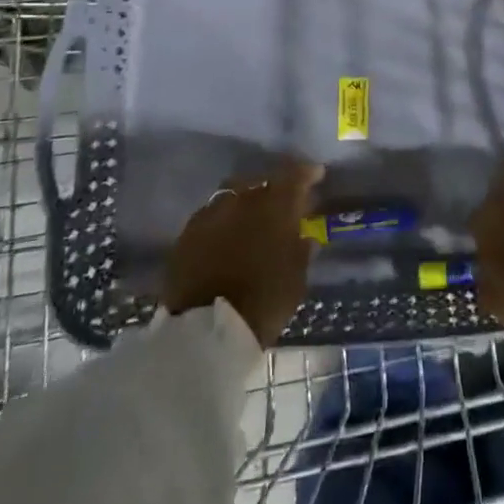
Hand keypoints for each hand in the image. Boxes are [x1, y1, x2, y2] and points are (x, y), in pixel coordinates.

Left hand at [163, 161, 322, 347]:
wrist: (207, 330)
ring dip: (245, 204)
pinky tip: (225, 237)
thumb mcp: (297, 276)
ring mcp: (211, 213)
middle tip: (280, 205)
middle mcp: (242, 199)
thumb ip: (301, 247)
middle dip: (273, 190)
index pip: (295, 175)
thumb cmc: (264, 302)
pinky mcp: (187, 233)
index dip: (307, 173)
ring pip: (232, 196)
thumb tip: (303, 235)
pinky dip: (222, 222)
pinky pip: (211, 216)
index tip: (316, 175)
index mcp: (275, 205)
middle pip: (261, 183)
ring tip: (250, 221)